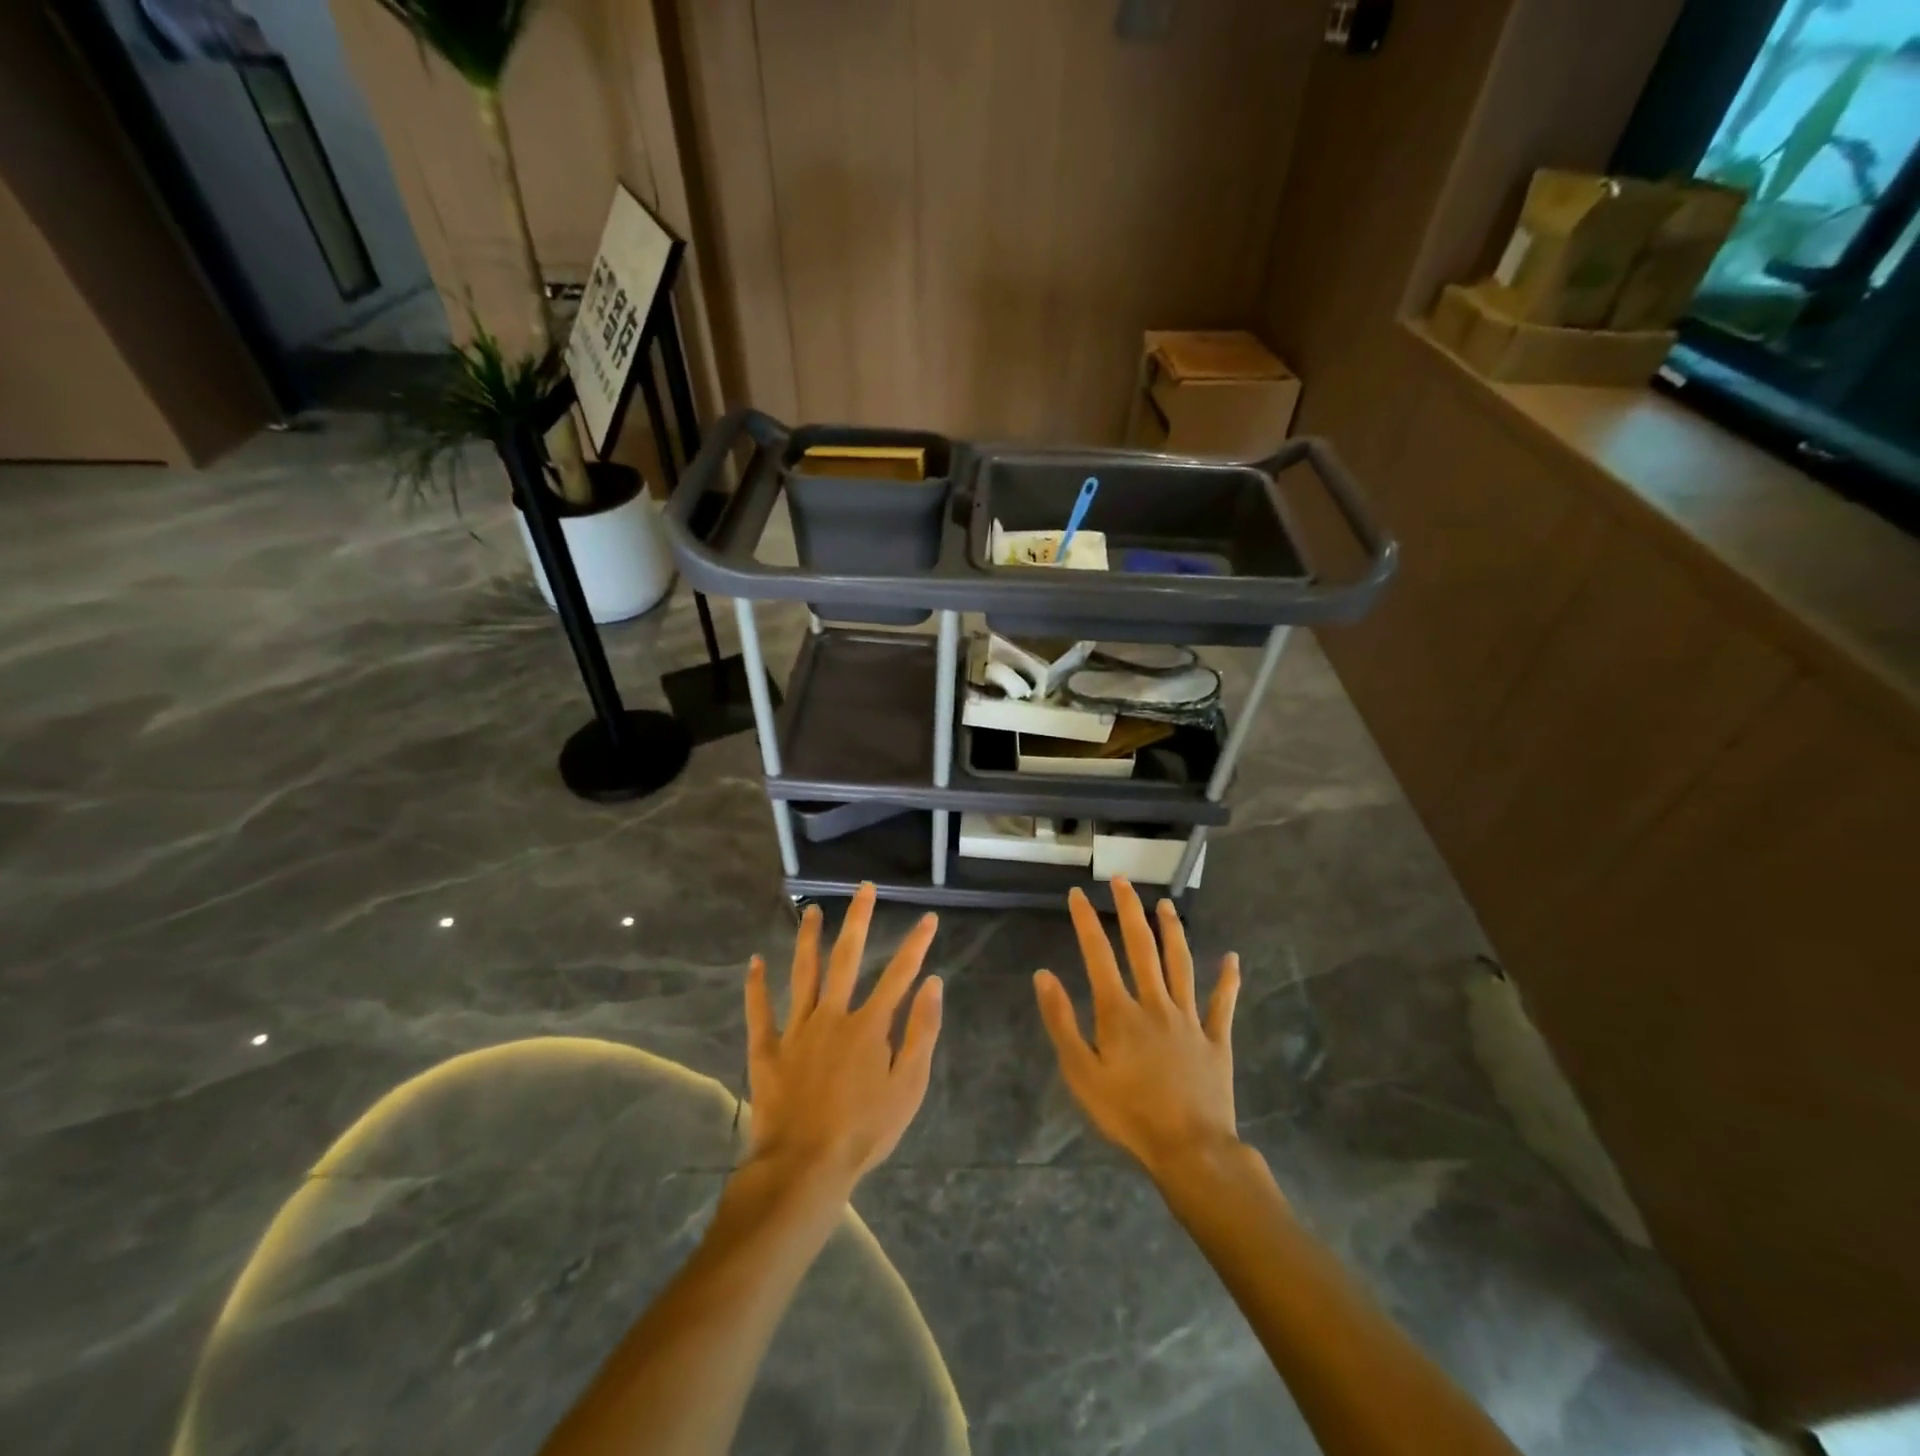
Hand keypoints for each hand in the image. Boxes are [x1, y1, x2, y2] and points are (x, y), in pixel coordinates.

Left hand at [743, 883, 943, 1193]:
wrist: (805, 1166)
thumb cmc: (865, 1130)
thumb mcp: (908, 1086)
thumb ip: (921, 1031)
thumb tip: (932, 982)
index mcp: (870, 1025)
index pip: (899, 974)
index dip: (916, 944)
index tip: (927, 917)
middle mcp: (833, 1015)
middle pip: (847, 958)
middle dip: (859, 920)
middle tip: (863, 888)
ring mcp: (797, 1030)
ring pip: (803, 973)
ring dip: (808, 939)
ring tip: (811, 910)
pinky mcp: (768, 1050)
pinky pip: (760, 1011)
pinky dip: (756, 985)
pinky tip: (754, 961)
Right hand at [1033, 879, 1241, 1177]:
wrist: (1190, 1150)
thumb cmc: (1128, 1114)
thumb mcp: (1081, 1073)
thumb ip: (1061, 1022)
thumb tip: (1044, 975)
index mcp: (1119, 1012)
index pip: (1098, 955)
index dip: (1086, 922)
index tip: (1078, 894)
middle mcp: (1155, 1004)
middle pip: (1142, 948)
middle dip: (1130, 911)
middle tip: (1122, 880)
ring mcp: (1189, 1020)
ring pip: (1181, 965)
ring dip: (1172, 931)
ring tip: (1165, 904)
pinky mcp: (1216, 1040)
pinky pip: (1222, 1005)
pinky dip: (1228, 980)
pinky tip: (1232, 958)